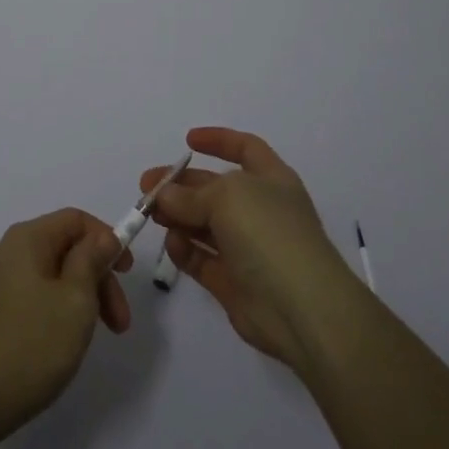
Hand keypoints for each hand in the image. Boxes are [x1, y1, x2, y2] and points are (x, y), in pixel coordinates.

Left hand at [0, 208, 132, 448]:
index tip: (128, 274)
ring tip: (93, 338)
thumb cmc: (30, 346)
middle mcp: (7, 252)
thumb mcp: (76, 300)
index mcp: (26, 239)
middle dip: (98, 278)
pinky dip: (57, 311)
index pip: (76, 220)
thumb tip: (102, 237)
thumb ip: (92, 260)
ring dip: (81, 298)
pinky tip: (62, 345)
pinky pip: (33, 297)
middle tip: (119, 323)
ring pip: (51, 276)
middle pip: (65, 249)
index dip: (107, 239)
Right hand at [142, 126, 359, 369]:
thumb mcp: (228, 197)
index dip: (218, 140)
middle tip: (146, 187)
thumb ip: (190, 195)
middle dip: (181, 185)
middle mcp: (260, 210)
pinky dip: (185, 250)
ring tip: (151, 214)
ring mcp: (247, 248)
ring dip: (177, 216)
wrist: (302, 308)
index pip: (245, 149)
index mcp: (271, 180)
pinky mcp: (234, 282)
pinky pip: (202, 259)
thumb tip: (163, 195)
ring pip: (204, 224)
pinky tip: (171, 243)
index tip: (187, 141)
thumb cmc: (269, 233)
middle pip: (215, 189)